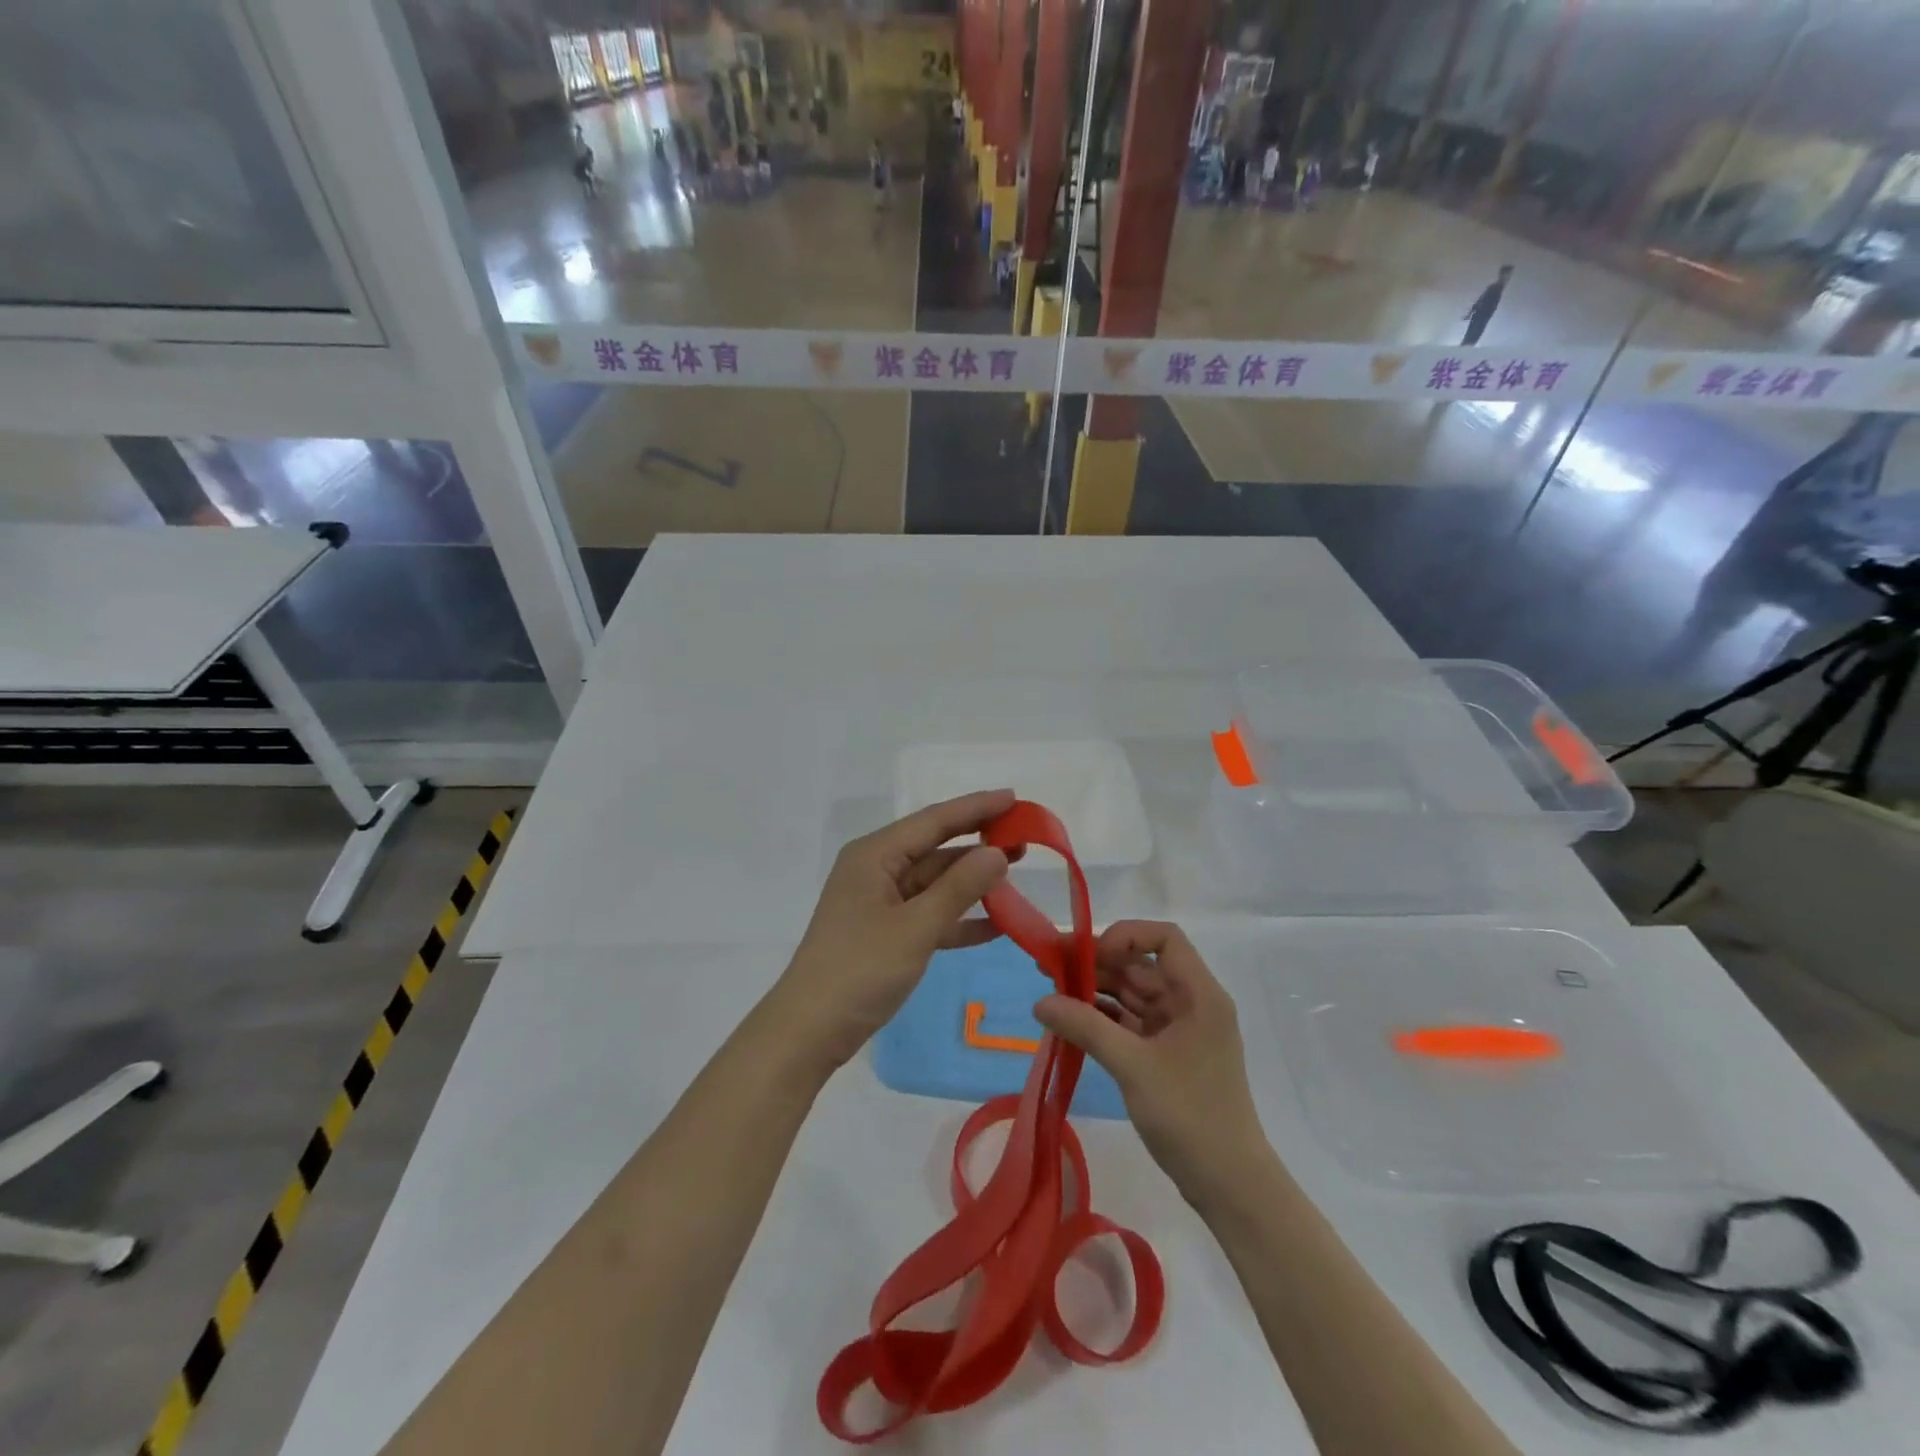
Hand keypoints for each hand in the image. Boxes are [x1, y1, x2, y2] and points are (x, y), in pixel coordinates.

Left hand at [767, 790, 1015, 1071]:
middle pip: (935, 848)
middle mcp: (877, 870)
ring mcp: (881, 903)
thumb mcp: (915, 928)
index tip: (1015, 797)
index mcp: (875, 855)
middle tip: (1026, 839)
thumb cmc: (859, 970)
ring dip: (973, 881)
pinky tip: (998, 923)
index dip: (976, 807)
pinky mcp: (886, 933)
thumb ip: (959, 888)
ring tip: (1017, 872)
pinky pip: (930, 914)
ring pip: (935, 882)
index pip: (934, 820)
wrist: (809, 1031)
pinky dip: (960, 918)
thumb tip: (998, 852)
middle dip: (978, 844)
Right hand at [1035, 921, 1272, 1207]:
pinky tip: (1070, 1022)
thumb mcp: (1133, 1067)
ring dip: (1095, 991)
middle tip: (1048, 967)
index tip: (1090, 955)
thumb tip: (1040, 1002)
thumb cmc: (1190, 1116)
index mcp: (1199, 994)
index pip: (1165, 938)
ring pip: (1132, 994)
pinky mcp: (1166, 1055)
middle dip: (1096, 963)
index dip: (1126, 936)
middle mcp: (1191, 1003)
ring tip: (1052, 994)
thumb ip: (1086, 1027)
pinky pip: (1130, 1022)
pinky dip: (1102, 1019)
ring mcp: (1179, 1030)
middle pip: (1141, 965)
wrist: (1229, 1185)